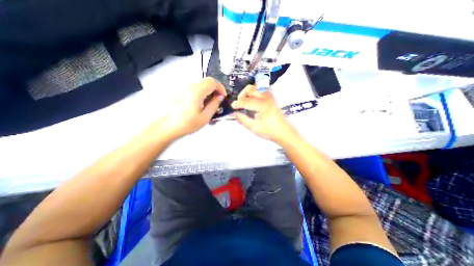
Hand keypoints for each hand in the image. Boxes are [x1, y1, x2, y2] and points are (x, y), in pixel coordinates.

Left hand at [159, 77, 224, 138]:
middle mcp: (189, 86)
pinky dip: (201, 93)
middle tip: (217, 100)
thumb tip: (220, 97)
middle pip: (207, 81)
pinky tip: (200, 105)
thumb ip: (214, 105)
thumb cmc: (187, 124)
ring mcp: (183, 88)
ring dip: (208, 92)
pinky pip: (194, 88)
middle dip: (215, 89)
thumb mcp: (205, 117)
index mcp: (197, 91)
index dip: (221, 88)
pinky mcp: (180, 92)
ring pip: (200, 84)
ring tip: (209, 104)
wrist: (167, 126)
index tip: (223, 97)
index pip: (213, 82)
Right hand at [232, 85, 296, 143]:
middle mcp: (266, 97)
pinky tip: (254, 99)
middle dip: (242, 95)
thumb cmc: (269, 131)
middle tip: (239, 104)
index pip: (245, 101)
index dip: (237, 104)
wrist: (283, 131)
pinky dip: (256, 91)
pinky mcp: (272, 97)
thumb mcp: (254, 128)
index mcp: (262, 105)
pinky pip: (262, 89)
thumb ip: (243, 120)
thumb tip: (234, 113)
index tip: (232, 107)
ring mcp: (270, 96)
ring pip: (256, 86)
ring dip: (248, 92)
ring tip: (246, 101)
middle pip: (250, 88)